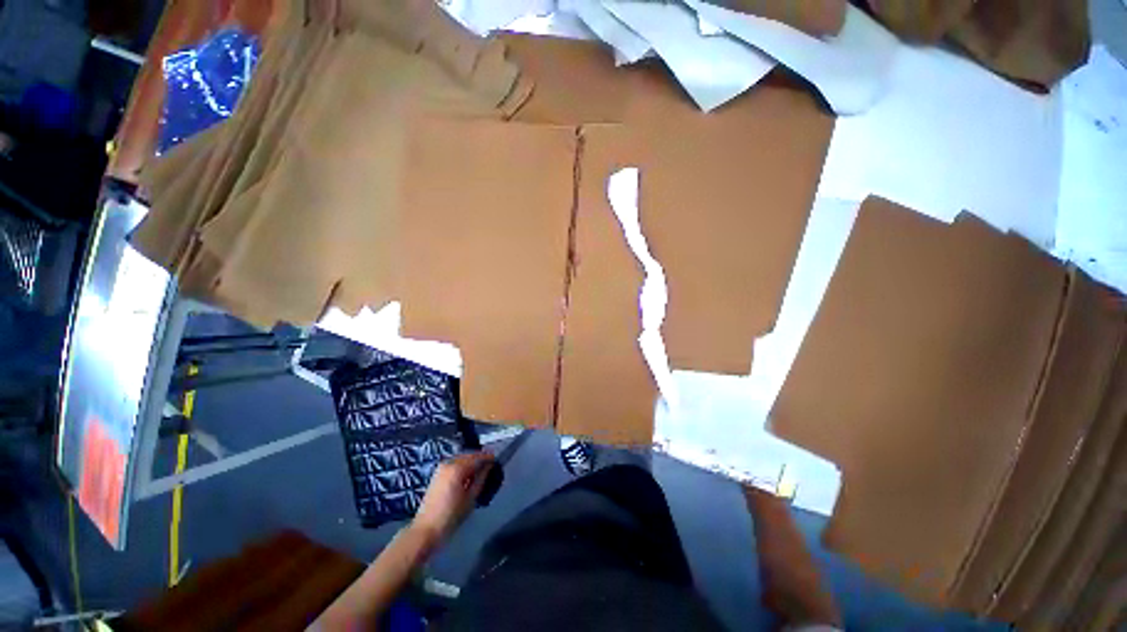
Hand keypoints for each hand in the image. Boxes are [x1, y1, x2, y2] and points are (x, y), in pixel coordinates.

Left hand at [413, 452, 495, 541]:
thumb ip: (481, 479)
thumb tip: (489, 466)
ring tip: (480, 471)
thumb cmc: (451, 516)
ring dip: (471, 462)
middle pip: (469, 455)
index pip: (477, 457)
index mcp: (457, 468)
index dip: (488, 457)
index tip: (497, 459)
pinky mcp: (437, 473)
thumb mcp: (471, 498)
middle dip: (480, 458)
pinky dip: (463, 465)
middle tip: (490, 465)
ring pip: (461, 458)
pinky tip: (468, 475)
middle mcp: (449, 463)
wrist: (425, 530)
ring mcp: (441, 467)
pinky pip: (454, 463)